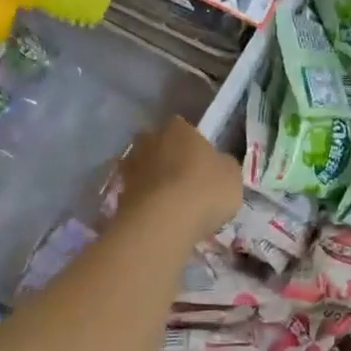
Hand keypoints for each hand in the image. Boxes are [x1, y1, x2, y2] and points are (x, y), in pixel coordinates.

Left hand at [115, 117, 240, 244]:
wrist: (163, 222)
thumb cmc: (204, 190)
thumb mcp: (231, 176)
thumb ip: (223, 165)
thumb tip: (218, 164)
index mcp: (178, 128)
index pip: (183, 128)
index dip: (191, 145)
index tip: (200, 163)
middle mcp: (149, 140)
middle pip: (157, 145)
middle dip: (166, 159)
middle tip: (183, 181)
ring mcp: (130, 166)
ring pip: (143, 169)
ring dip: (152, 181)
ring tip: (169, 204)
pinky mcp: (118, 193)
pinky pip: (136, 193)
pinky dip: (144, 202)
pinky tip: (157, 217)